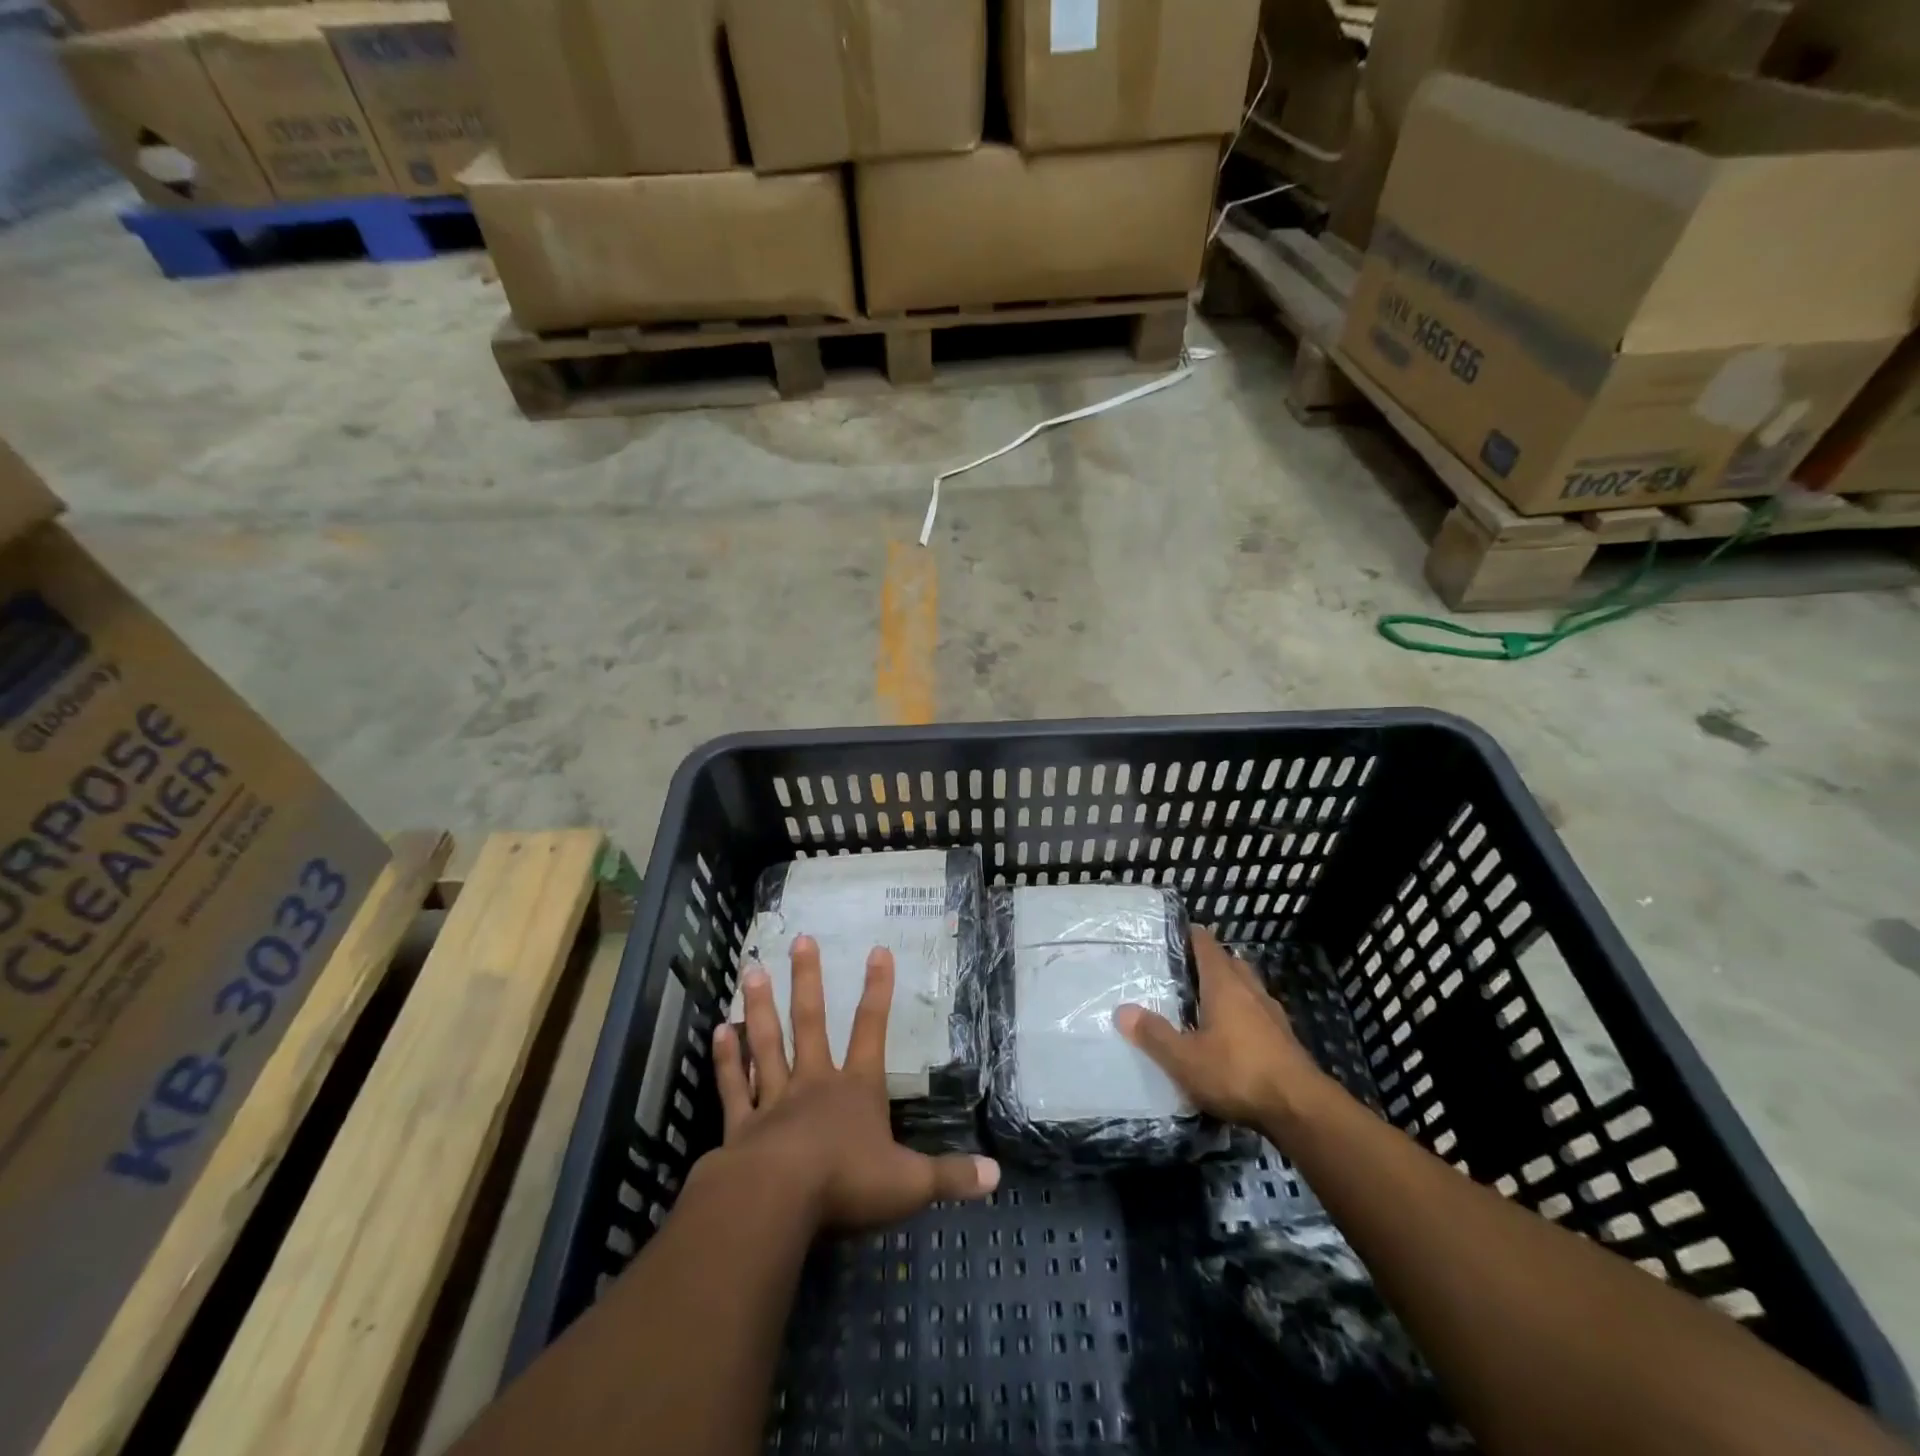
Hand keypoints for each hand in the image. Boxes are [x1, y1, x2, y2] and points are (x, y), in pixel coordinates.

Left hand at [706, 935, 998, 1230]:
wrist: (775, 1203)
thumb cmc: (846, 1184)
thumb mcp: (909, 1184)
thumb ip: (951, 1177)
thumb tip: (996, 1177)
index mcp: (856, 1090)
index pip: (872, 1030)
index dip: (878, 990)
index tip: (878, 950)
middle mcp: (814, 1084)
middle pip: (811, 1022)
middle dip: (807, 980)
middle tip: (800, 939)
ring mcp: (773, 1101)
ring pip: (766, 1044)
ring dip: (760, 1008)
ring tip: (751, 970)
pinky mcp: (741, 1126)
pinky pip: (732, 1086)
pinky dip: (724, 1060)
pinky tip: (718, 1031)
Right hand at [1115, 927, 1336, 1134]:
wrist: (1301, 1110)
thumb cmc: (1237, 1073)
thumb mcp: (1184, 1059)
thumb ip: (1154, 1034)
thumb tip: (1122, 1011)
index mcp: (1224, 984)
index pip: (1206, 945)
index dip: (1190, 935)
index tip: (1172, 934)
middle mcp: (1250, 990)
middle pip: (1230, 963)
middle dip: (1210, 962)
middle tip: (1183, 971)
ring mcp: (1272, 1015)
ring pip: (1248, 989)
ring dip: (1230, 989)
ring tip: (1205, 1003)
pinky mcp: (1285, 1040)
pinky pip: (1259, 1015)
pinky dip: (1244, 1016)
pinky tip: (1232, 1037)